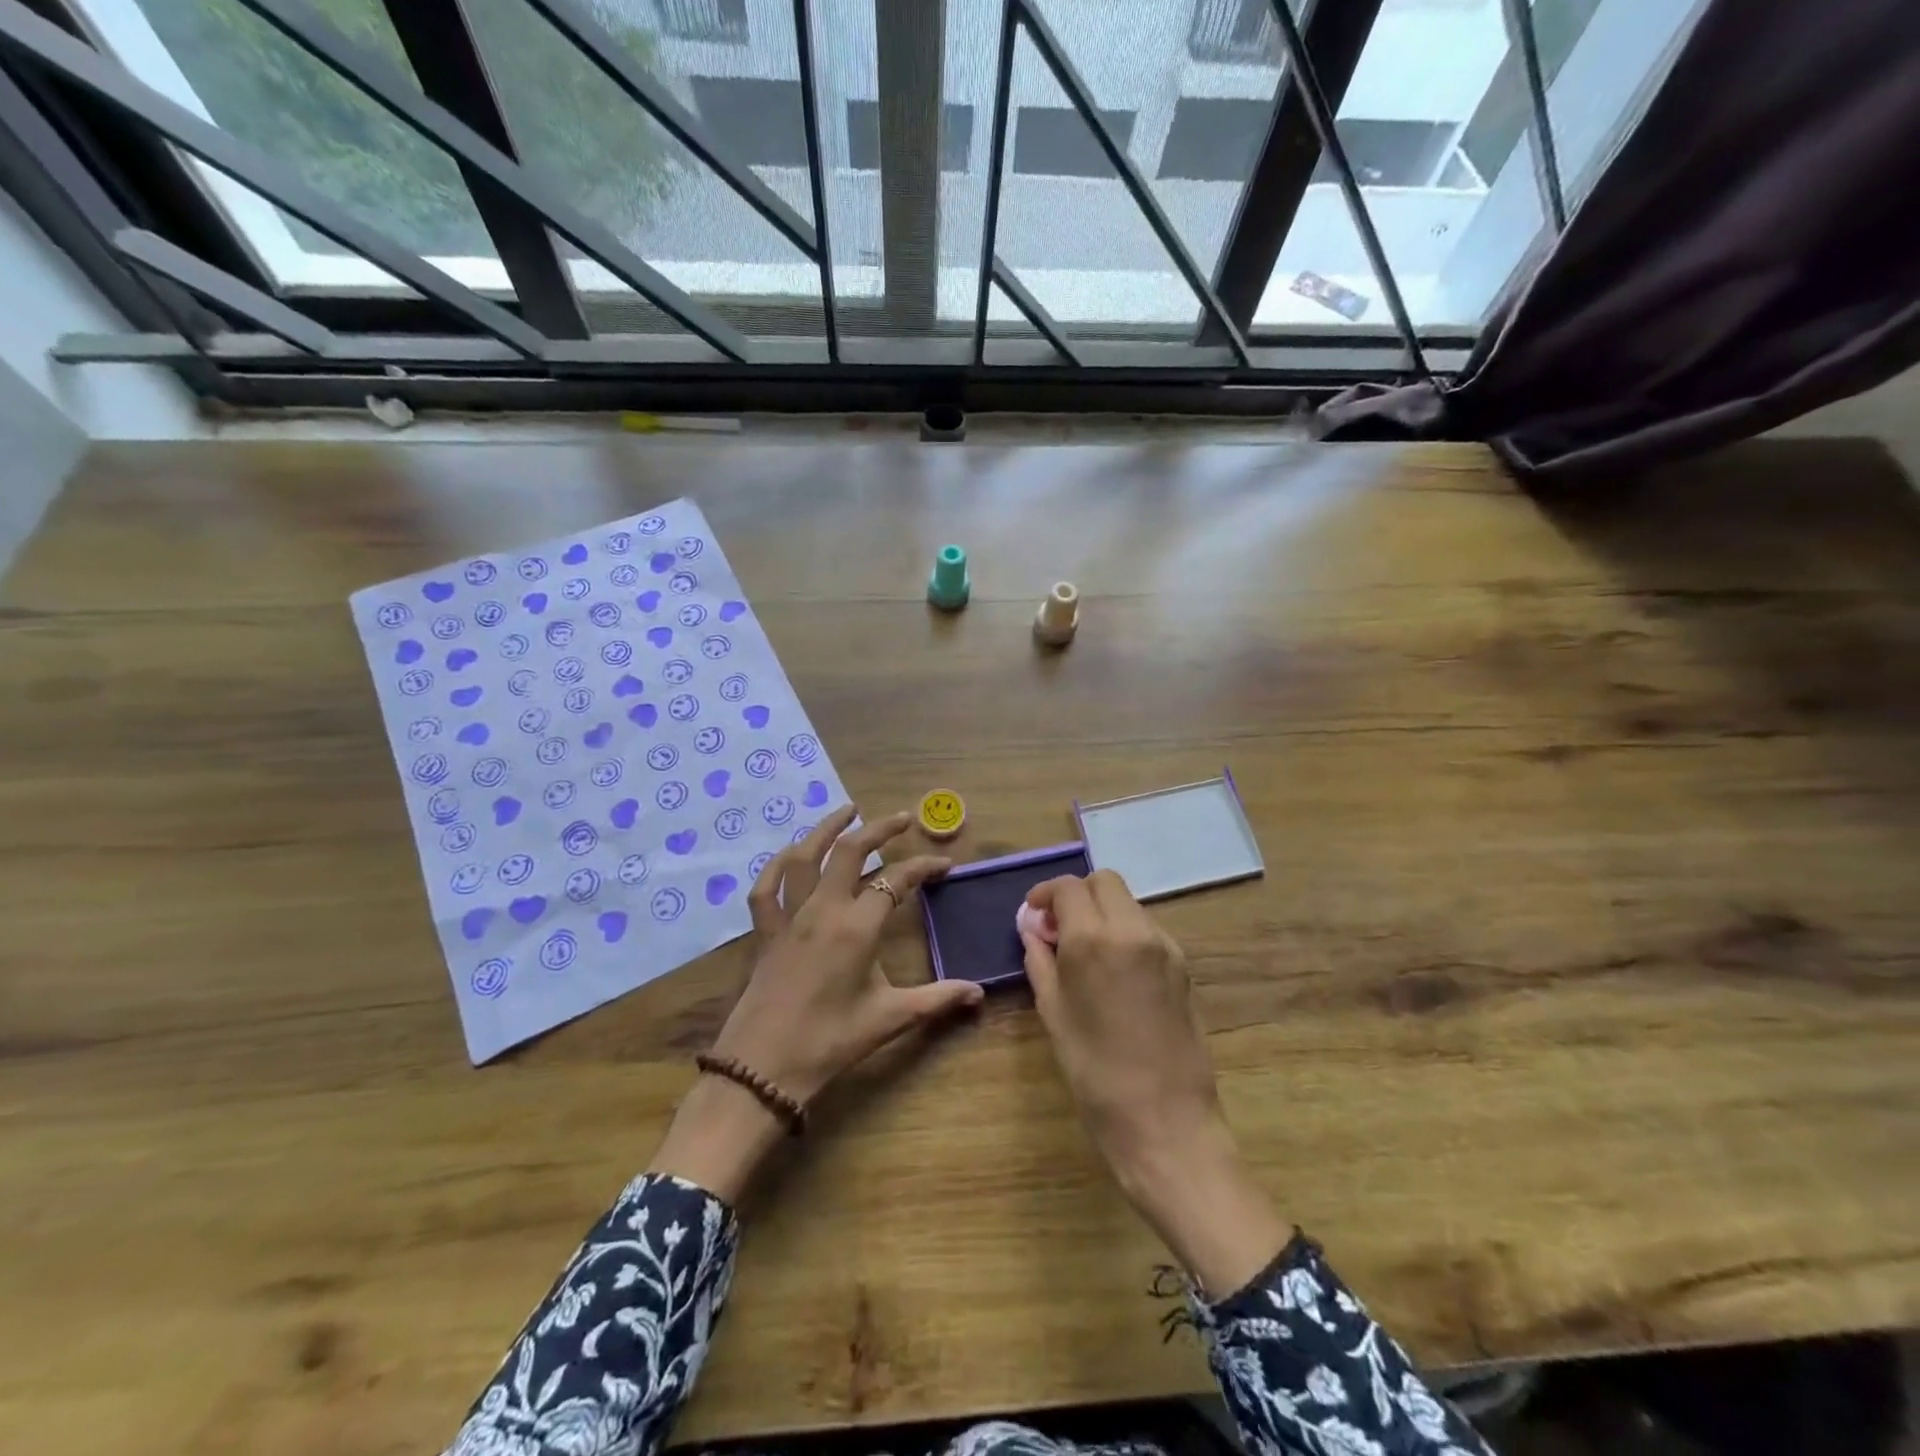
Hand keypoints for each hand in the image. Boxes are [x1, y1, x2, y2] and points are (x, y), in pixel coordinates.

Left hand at [651, 807, 983, 1200]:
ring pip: (804, 857)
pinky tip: (792, 854)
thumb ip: (936, 1000)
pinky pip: (766, 887)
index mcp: (857, 928)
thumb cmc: (829, 1043)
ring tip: (848, 810)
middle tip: (902, 818)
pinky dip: (777, 864)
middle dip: (879, 829)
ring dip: (827, 829)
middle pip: (850, 852)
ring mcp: (789, 917)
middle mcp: (823, 910)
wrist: (762, 1070)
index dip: (923, 867)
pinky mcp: (765, 931)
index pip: (896, 881)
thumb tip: (978, 993)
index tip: (944, 864)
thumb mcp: (889, 1019)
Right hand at [1021, 871, 1288, 1296]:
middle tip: (1058, 927)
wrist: (1166, 1122)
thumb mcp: (1054, 1014)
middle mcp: (1134, 930)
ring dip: (1103, 913)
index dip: (1045, 894)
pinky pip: (1147, 930)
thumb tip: (1032, 929)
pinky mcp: (1184, 966)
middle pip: (1105, 882)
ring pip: (1129, 904)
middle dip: (1078, 894)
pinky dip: (1125, 933)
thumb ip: (1040, 961)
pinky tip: (1114, 972)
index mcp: (1094, 939)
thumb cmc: (1095, 1073)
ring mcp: (1165, 946)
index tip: (1034, 914)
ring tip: (1084, 952)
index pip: (1069, 887)